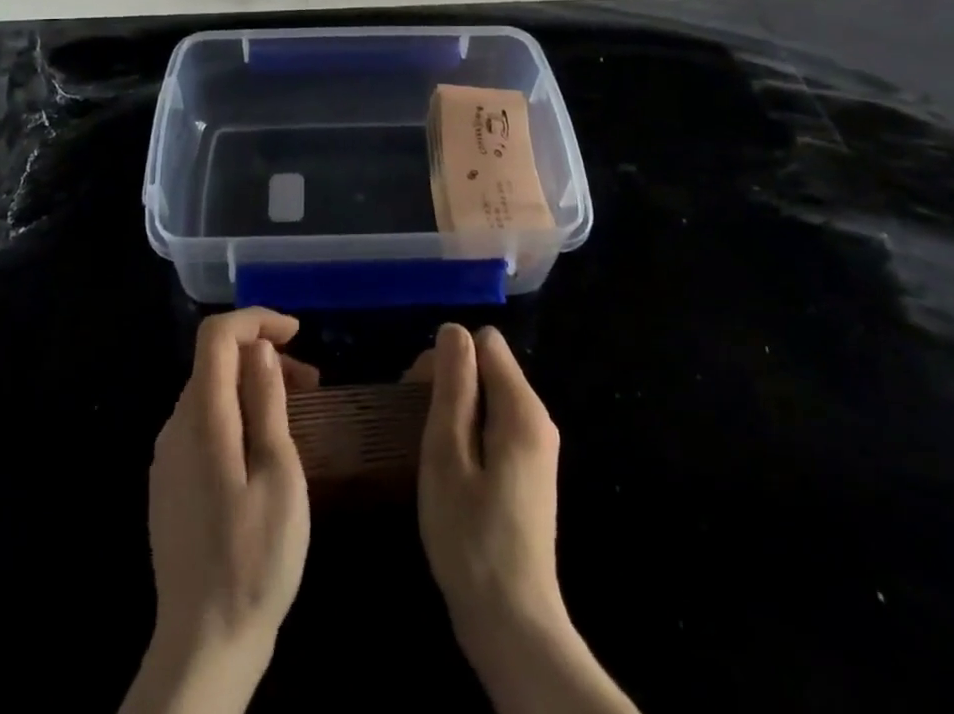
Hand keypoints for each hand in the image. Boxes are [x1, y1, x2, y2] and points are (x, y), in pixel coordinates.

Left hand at [122, 308, 315, 713]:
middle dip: (263, 355)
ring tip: (296, 413)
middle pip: (215, 362)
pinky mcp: (170, 483)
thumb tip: (260, 349)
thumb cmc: (255, 558)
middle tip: (312, 383)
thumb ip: (266, 403)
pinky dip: (236, 414)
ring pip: (210, 393)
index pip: (217, 335)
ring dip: (252, 386)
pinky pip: (203, 424)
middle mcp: (175, 426)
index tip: (297, 333)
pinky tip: (265, 449)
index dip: (256, 319)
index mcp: (201, 417)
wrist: (203, 645)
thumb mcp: (279, 474)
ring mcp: (168, 457)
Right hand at [411, 325, 568, 663]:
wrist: (512, 624)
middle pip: (489, 366)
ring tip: (429, 449)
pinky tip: (450, 468)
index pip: (485, 342)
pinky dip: (470, 432)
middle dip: (449, 381)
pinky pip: (497, 425)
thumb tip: (453, 330)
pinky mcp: (529, 472)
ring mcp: (537, 448)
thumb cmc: (470, 537)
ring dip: (456, 409)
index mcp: (522, 409)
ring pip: (490, 396)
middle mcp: (538, 418)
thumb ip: (454, 386)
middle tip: (415, 424)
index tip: (418, 394)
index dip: (448, 357)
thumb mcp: (447, 454)